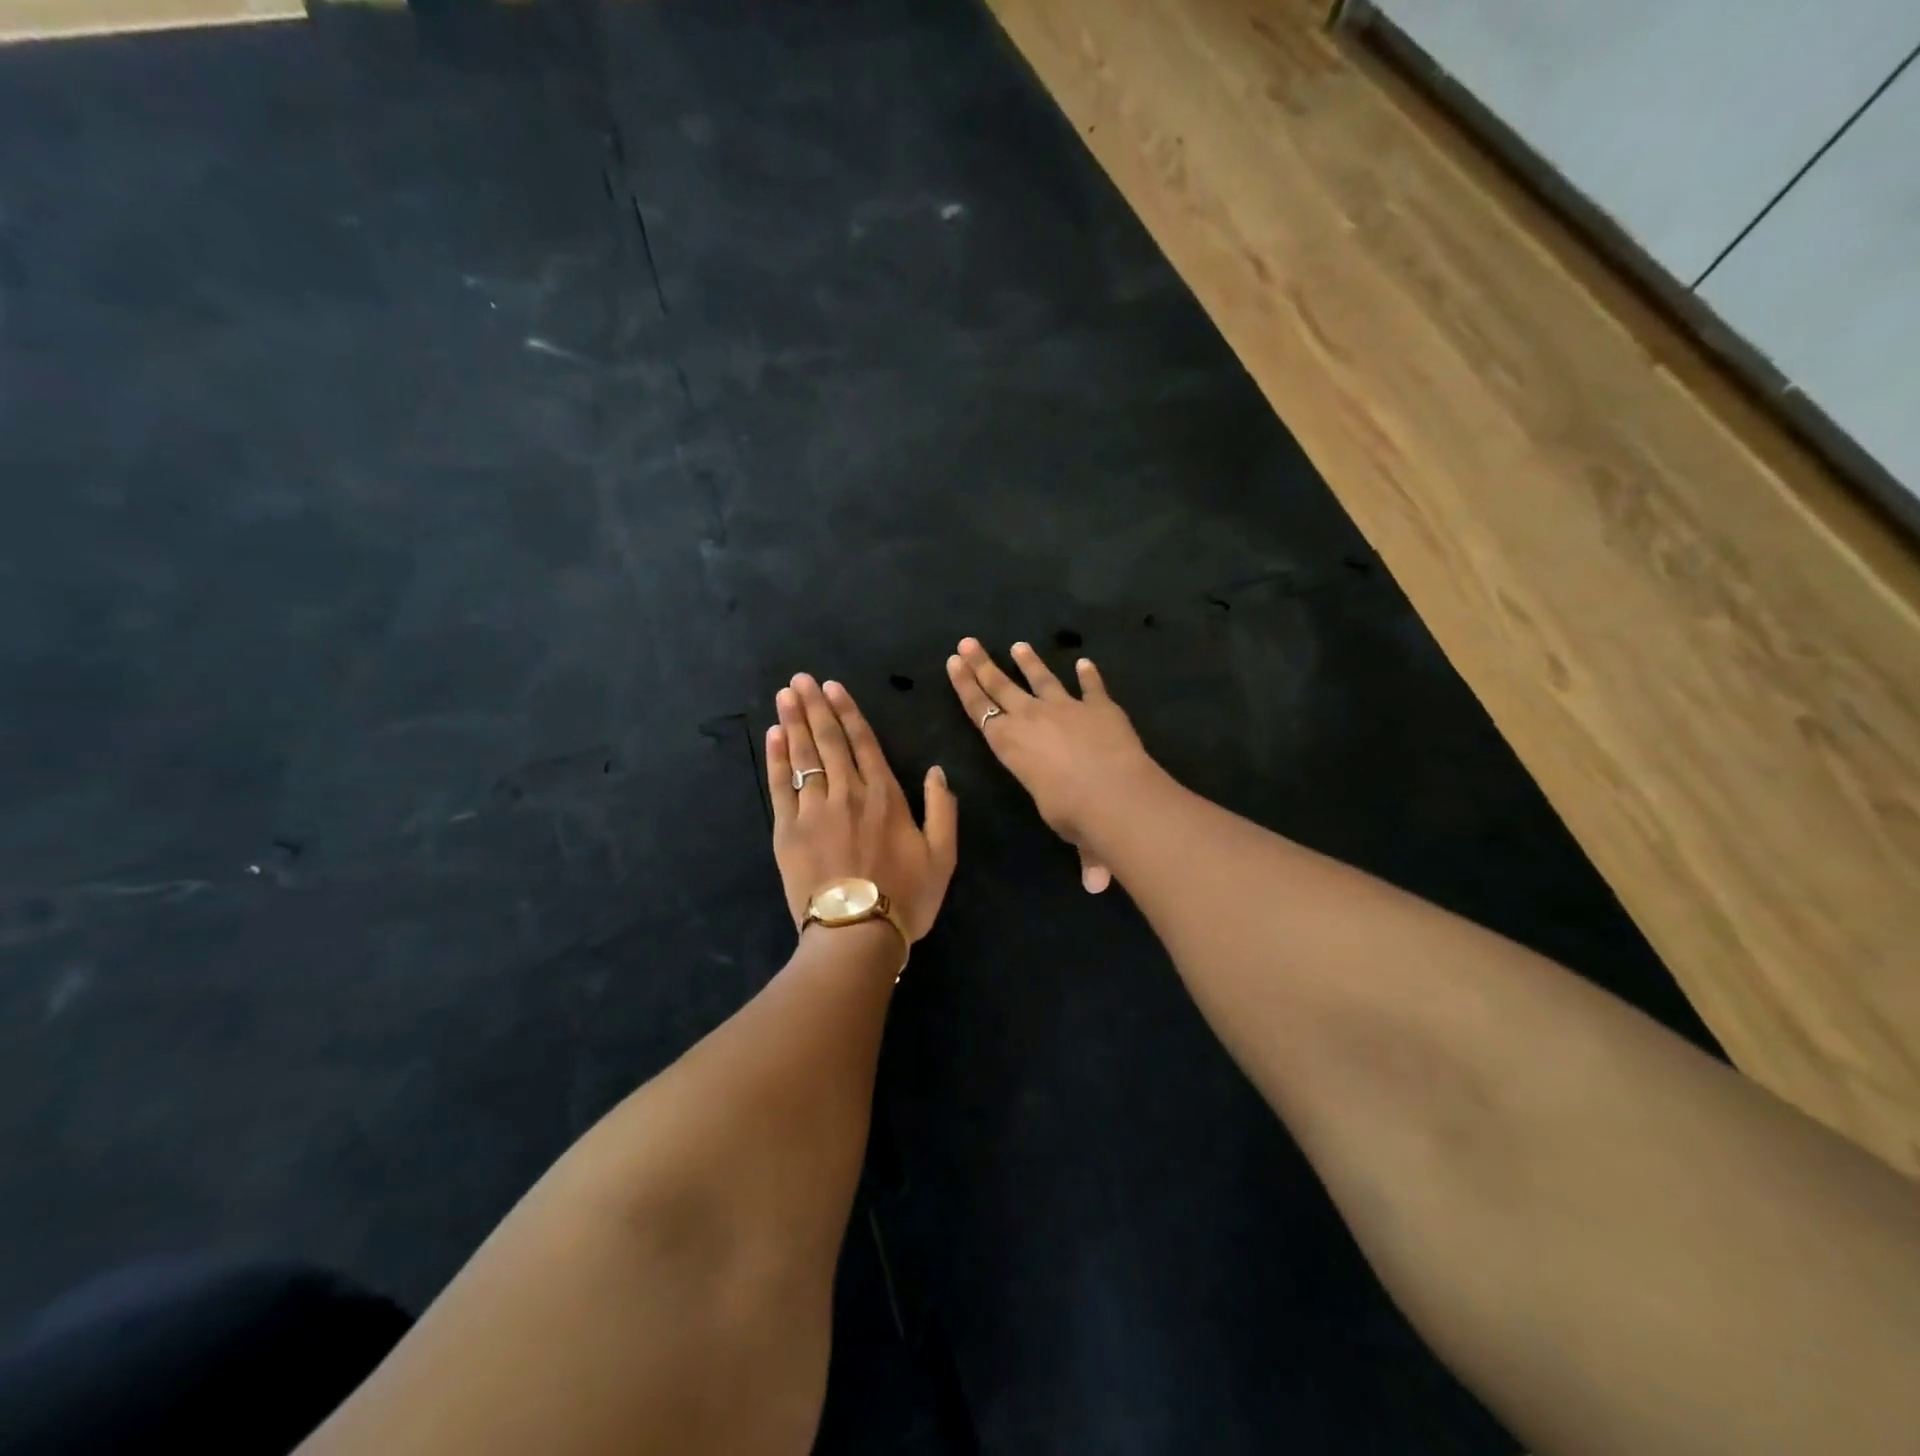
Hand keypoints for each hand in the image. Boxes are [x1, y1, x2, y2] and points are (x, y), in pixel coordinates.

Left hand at [767, 674, 958, 942]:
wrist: (857, 934)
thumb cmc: (906, 897)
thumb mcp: (943, 856)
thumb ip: (942, 810)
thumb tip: (937, 771)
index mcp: (885, 797)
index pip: (863, 743)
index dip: (848, 712)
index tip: (833, 687)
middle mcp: (848, 793)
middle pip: (829, 741)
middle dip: (815, 706)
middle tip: (800, 679)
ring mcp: (814, 810)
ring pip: (804, 756)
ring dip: (794, 722)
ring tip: (785, 695)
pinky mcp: (788, 830)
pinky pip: (781, 785)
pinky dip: (778, 758)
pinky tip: (775, 736)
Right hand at [946, 639, 1158, 892]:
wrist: (1114, 794)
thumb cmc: (1076, 816)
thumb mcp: (1073, 833)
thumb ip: (1086, 855)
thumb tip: (1097, 885)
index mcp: (1010, 746)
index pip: (980, 711)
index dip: (965, 686)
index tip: (953, 663)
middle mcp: (1032, 720)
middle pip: (1001, 685)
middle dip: (982, 664)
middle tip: (968, 642)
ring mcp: (1067, 708)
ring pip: (1041, 679)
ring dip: (1029, 662)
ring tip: (1018, 645)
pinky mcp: (1100, 707)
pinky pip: (1091, 686)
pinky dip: (1089, 675)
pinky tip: (1084, 661)